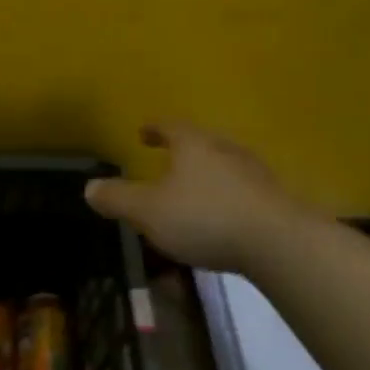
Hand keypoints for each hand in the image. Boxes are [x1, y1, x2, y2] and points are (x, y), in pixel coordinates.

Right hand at [85, 122, 311, 272]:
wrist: (279, 242)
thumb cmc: (205, 218)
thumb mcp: (149, 211)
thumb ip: (118, 199)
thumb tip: (90, 186)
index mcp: (194, 145)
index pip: (170, 127)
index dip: (155, 129)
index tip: (144, 132)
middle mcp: (226, 150)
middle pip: (201, 143)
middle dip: (183, 151)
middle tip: (168, 160)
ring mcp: (255, 173)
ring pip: (224, 166)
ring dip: (207, 174)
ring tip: (194, 191)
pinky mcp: (274, 200)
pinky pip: (243, 191)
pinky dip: (227, 197)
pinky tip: (223, 217)